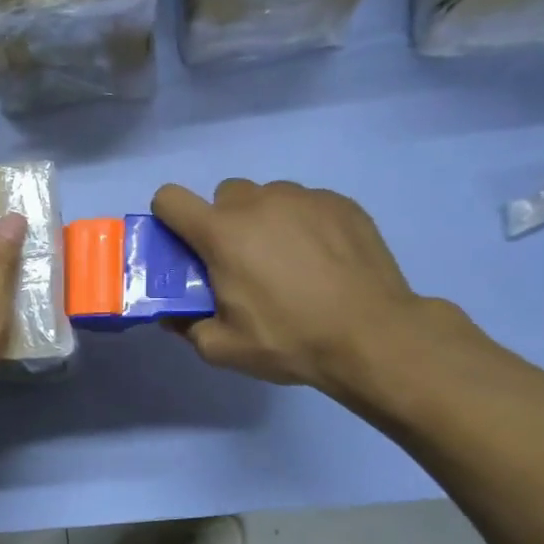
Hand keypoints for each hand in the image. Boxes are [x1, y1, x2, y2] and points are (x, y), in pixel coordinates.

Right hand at [152, 179, 434, 397]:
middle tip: (242, 263)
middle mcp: (258, 203)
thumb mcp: (223, 348)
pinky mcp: (341, 203)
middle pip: (224, 195)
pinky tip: (322, 261)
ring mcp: (304, 198)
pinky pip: (306, 204)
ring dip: (265, 221)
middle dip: (224, 223)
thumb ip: (187, 327)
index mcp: (221, 233)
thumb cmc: (290, 340)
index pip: (170, 198)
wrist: (374, 336)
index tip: (185, 246)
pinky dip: (303, 225)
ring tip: (288, 263)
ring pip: (268, 197)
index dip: (169, 218)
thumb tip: (174, 314)